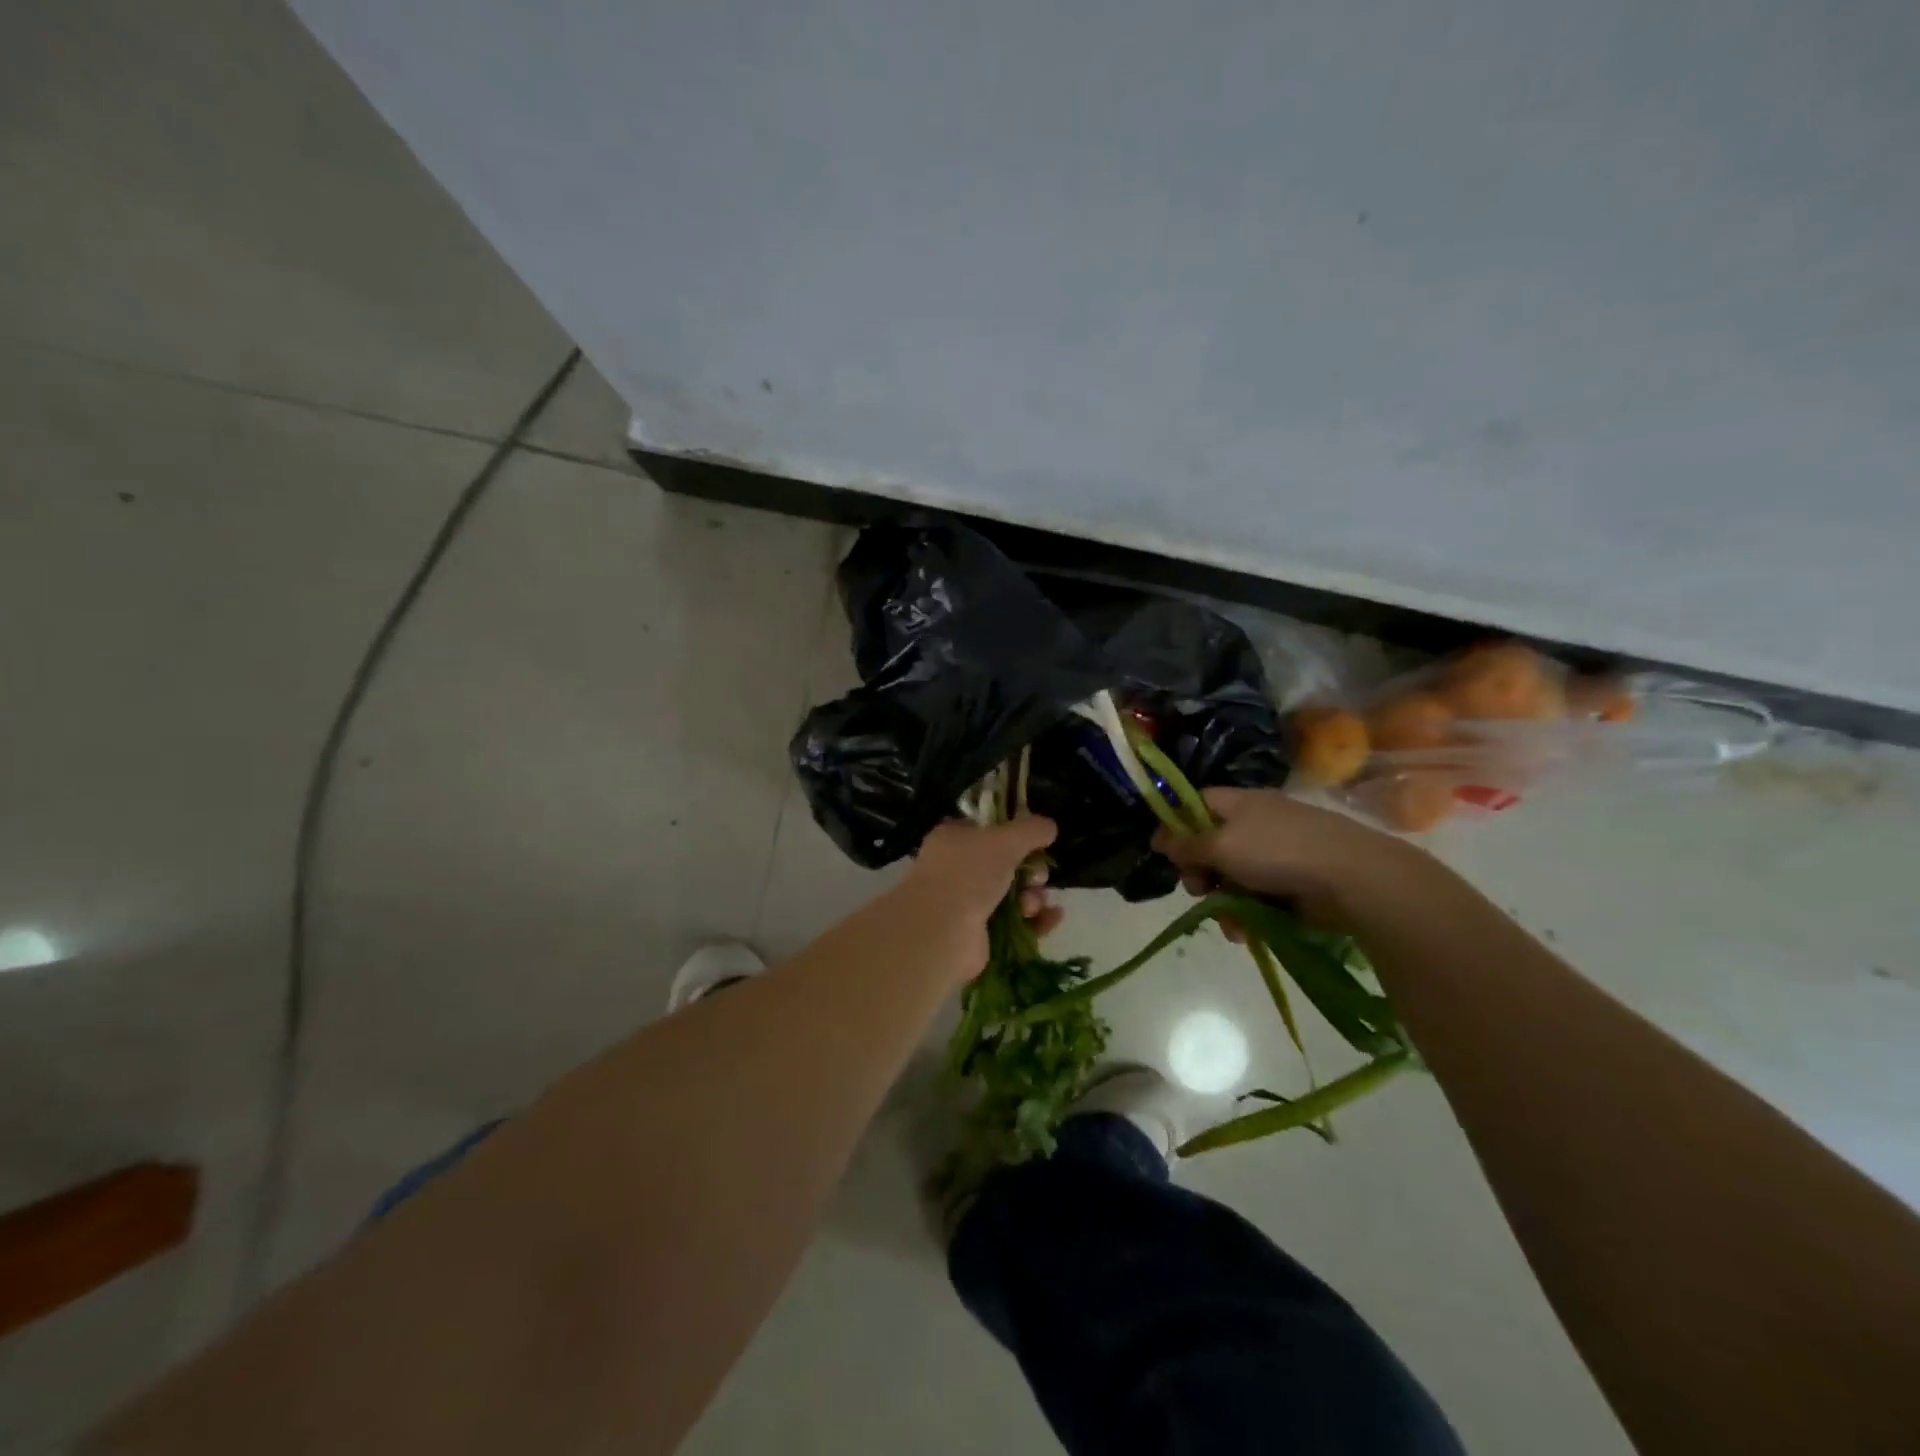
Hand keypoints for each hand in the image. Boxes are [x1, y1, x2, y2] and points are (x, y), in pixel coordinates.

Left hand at [896, 816, 1061, 982]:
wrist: (942, 932)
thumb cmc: (969, 874)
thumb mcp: (1006, 840)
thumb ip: (1031, 829)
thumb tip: (1049, 827)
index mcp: (954, 838)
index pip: (988, 828)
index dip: (1014, 832)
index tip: (1037, 840)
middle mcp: (957, 868)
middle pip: (1006, 863)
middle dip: (1030, 870)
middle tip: (1037, 877)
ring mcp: (967, 903)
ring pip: (1013, 894)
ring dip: (1033, 896)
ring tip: (1031, 905)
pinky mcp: (980, 934)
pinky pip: (1016, 922)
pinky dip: (1036, 919)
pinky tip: (1053, 917)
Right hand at [1152, 787, 1424, 927]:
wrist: (1352, 878)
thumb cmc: (1277, 852)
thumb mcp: (1221, 845)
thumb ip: (1186, 844)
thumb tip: (1160, 838)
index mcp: (1240, 803)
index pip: (1197, 804)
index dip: (1177, 825)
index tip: (1165, 853)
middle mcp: (1257, 824)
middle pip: (1212, 845)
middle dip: (1200, 873)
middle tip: (1198, 889)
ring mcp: (1279, 854)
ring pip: (1234, 878)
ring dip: (1224, 902)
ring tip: (1229, 924)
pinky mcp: (1296, 883)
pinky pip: (1259, 897)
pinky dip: (1249, 914)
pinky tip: (1247, 932)